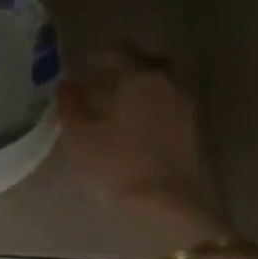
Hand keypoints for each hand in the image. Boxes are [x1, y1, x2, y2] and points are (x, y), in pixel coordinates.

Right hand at [58, 45, 228, 248]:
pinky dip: (150, 111)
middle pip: (145, 64)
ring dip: (138, 92)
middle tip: (99, 86)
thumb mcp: (80, 137)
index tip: (80, 68)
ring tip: (113, 112)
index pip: (117, 51)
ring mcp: (184, 109)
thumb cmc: (118, 165)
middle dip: (123, 70)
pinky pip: (166, 109)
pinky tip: (132, 130)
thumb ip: (71, 106)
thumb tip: (66, 85)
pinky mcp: (191, 134)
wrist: (170, 208)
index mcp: (139, 77)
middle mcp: (166, 84)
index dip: (96, 56)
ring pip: (158, 87)